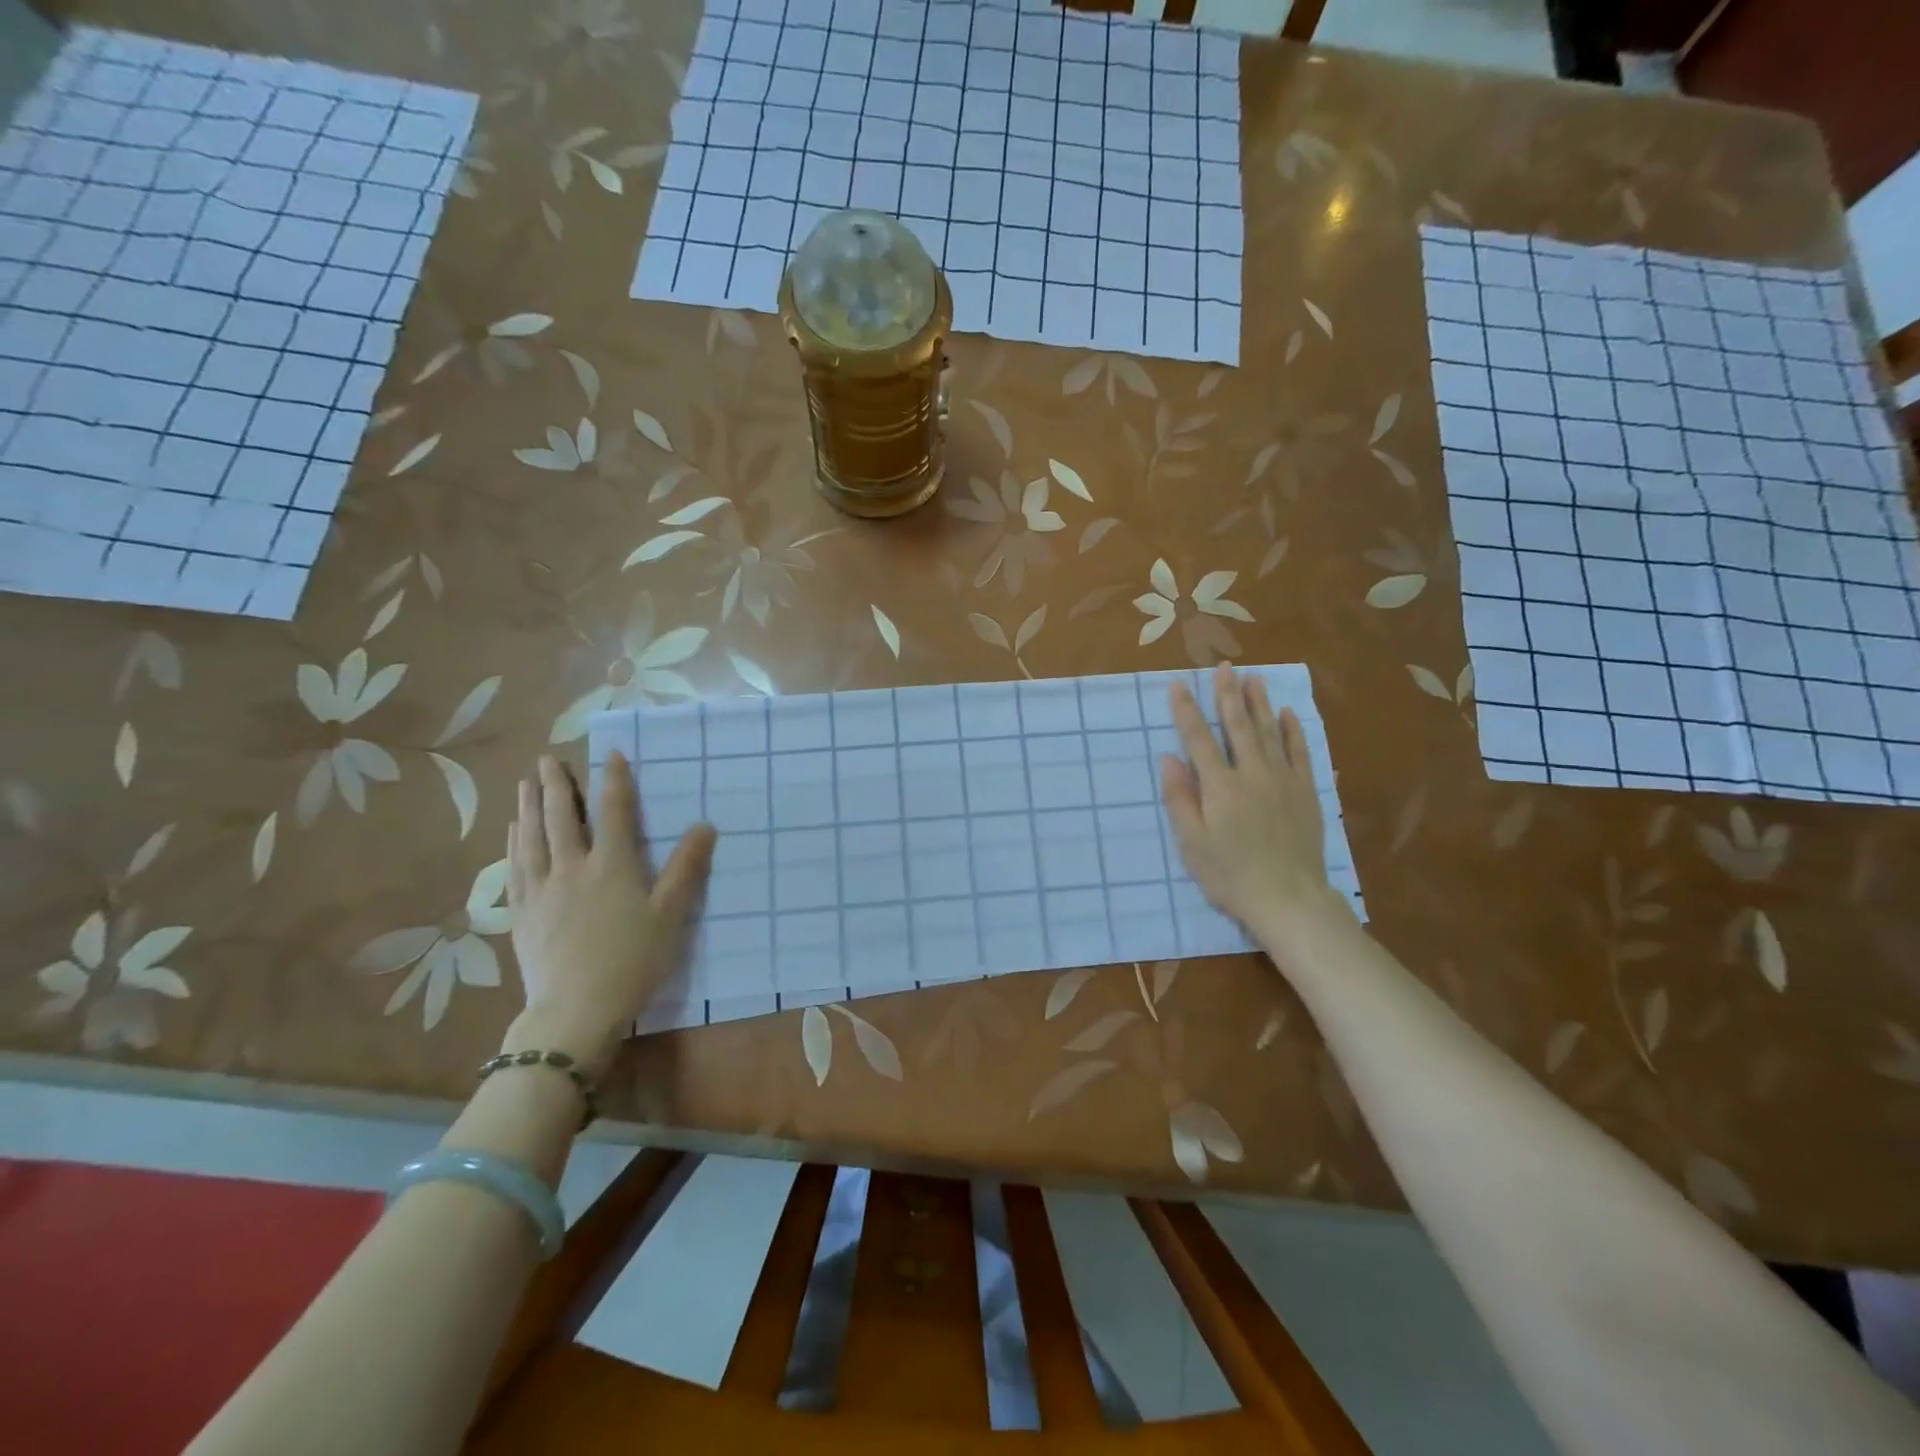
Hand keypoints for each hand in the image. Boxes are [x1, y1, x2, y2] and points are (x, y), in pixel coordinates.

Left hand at [503, 753, 716, 1075]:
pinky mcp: (521, 913)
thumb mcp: (670, 915)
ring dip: (528, 806)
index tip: (611, 754)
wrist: (575, 1010)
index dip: (613, 780)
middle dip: (556, 784)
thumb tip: (705, 825)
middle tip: (548, 758)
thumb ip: (686, 868)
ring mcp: (541, 890)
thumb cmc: (632, 961)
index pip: (613, 811)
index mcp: (612, 865)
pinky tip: (513, 833)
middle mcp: (572, 868)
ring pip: (531, 837)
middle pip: (561, 817)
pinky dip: (514, 843)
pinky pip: (514, 868)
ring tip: (525, 783)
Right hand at [1159, 665, 1347, 940]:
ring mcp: (1283, 780)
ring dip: (1259, 703)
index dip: (1186, 710)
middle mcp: (1251, 773)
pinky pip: (1299, 752)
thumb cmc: (1230, 874)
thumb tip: (1168, 758)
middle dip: (1227, 694)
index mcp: (1220, 786)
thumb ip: (1179, 798)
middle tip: (1224, 667)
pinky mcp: (1306, 792)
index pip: (1198, 739)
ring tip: (1254, 677)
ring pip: (1269, 732)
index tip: (1178, 684)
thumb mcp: (1192, 842)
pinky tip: (1287, 714)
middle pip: (1237, 726)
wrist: (1288, 898)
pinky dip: (1292, 731)